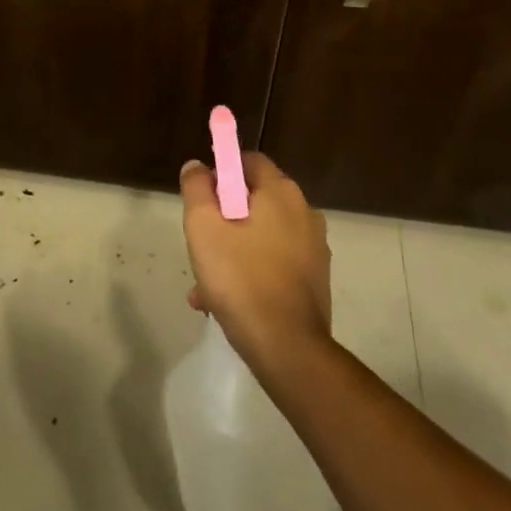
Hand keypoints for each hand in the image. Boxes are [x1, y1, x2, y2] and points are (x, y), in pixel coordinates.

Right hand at [180, 151, 331, 368]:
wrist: (288, 349)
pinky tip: (225, 302)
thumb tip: (197, 166)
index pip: (248, 161)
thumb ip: (196, 189)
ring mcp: (313, 248)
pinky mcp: (314, 279)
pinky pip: (273, 263)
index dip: (220, 173)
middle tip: (200, 245)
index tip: (201, 200)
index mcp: (281, 193)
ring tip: (205, 285)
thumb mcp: (203, 228)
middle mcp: (304, 212)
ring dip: (232, 250)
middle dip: (222, 218)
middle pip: (253, 200)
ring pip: (260, 235)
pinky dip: (250, 272)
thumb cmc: (241, 279)